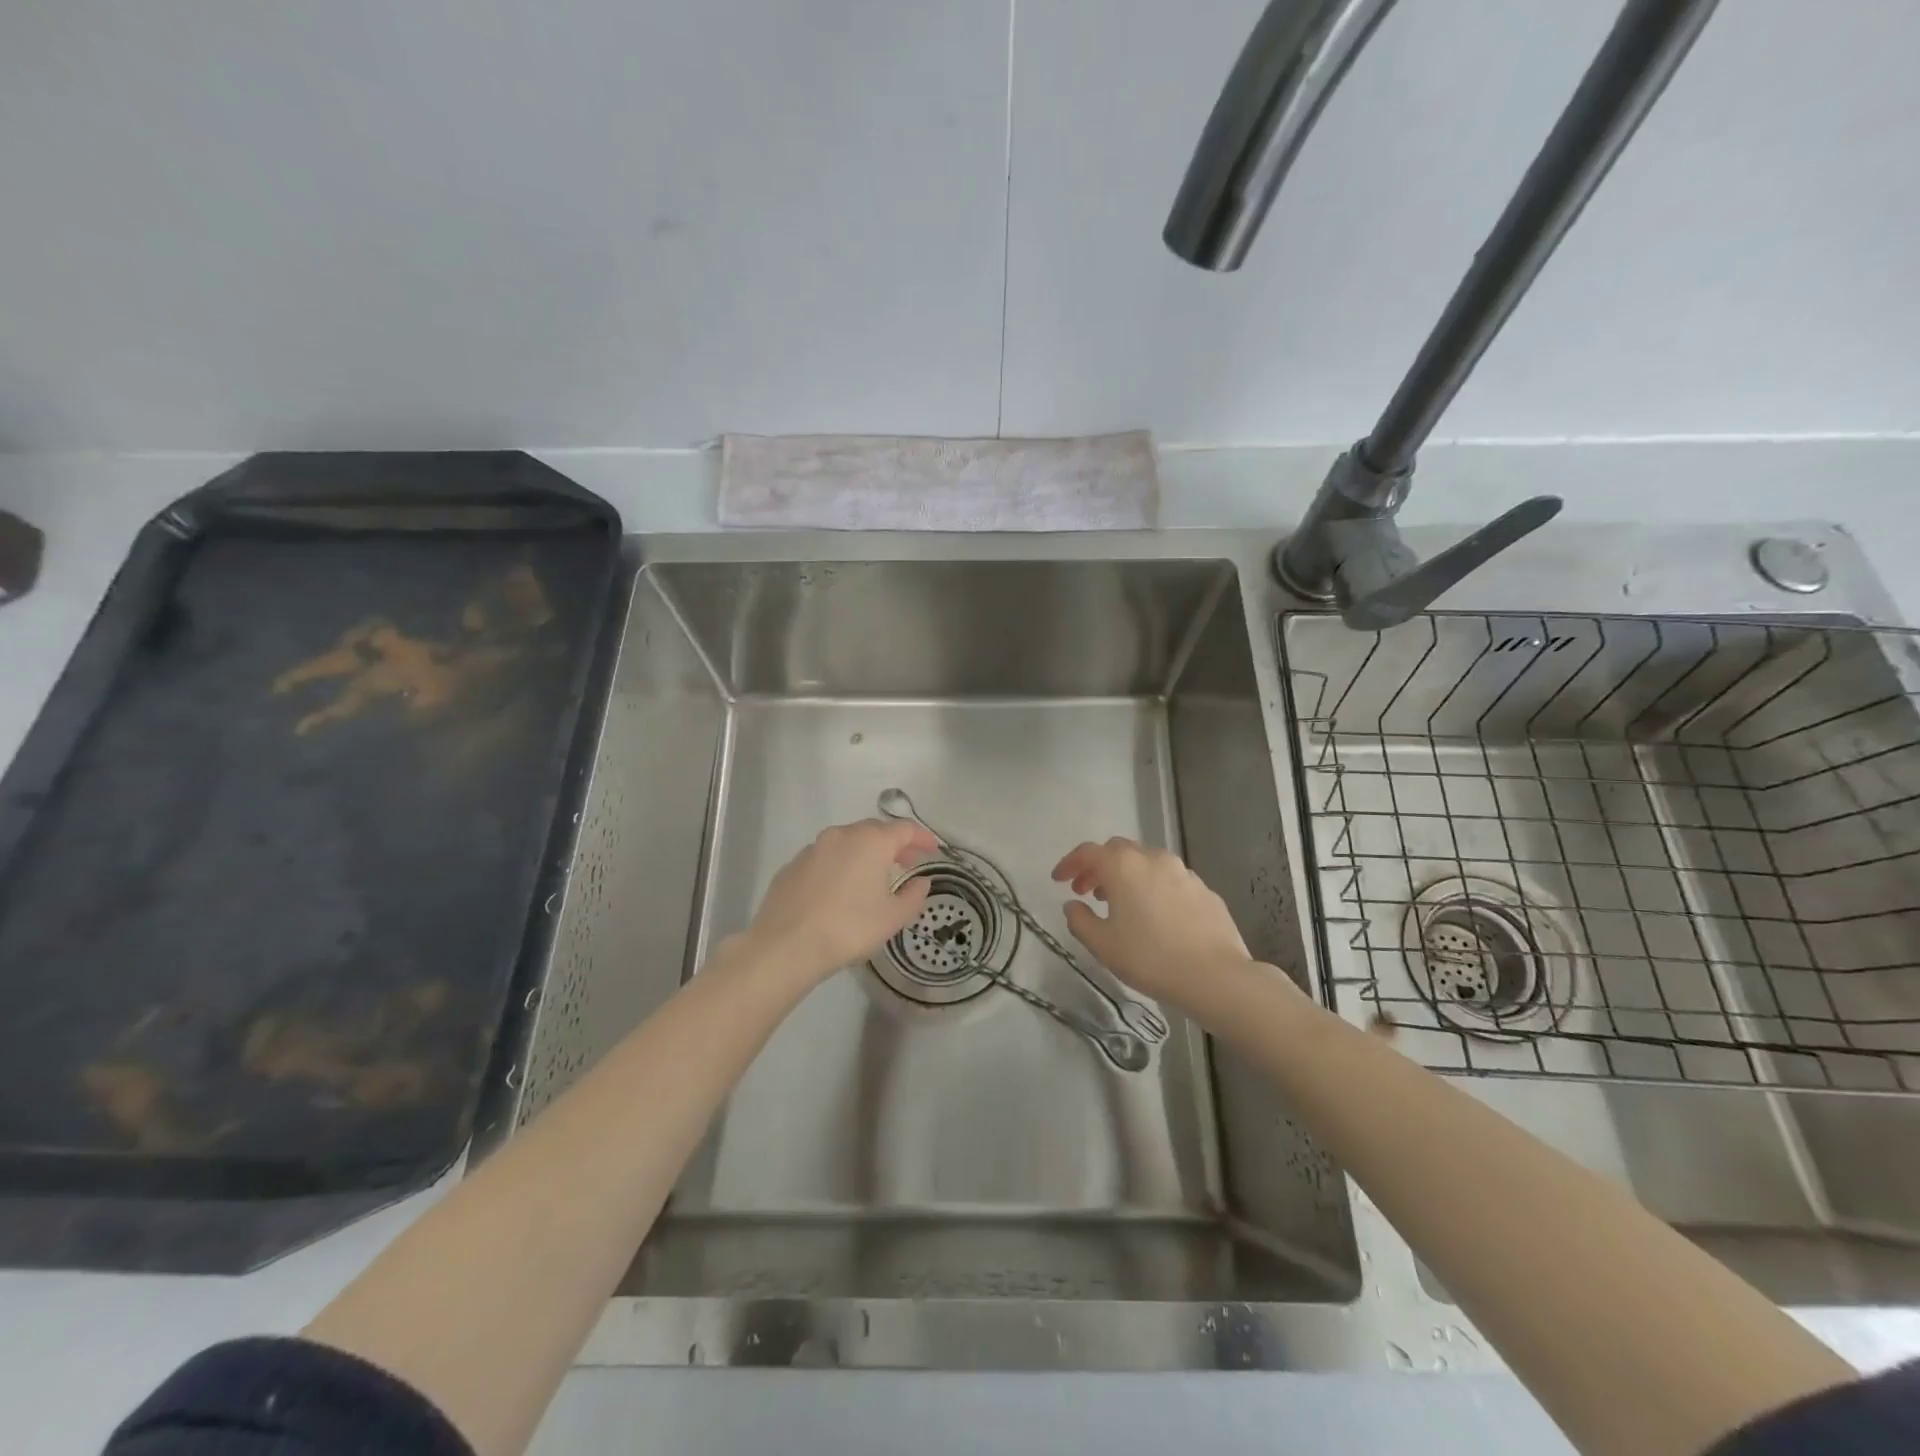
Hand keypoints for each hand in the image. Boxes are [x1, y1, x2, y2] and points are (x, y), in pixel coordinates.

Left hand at [745, 818, 938, 983]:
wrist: (786, 945)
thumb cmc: (849, 928)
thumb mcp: (893, 917)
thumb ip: (914, 896)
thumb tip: (922, 882)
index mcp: (871, 841)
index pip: (904, 829)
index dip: (922, 838)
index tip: (932, 850)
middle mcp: (842, 835)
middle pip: (874, 830)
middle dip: (893, 844)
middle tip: (905, 863)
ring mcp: (813, 848)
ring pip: (846, 842)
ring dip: (864, 853)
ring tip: (872, 877)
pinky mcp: (792, 865)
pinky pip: (824, 858)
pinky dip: (839, 866)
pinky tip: (839, 890)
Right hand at [1051, 837, 1253, 1013]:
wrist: (1216, 975)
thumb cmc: (1150, 958)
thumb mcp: (1102, 945)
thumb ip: (1079, 921)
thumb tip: (1073, 905)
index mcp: (1123, 866)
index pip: (1087, 852)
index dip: (1069, 863)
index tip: (1058, 880)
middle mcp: (1152, 858)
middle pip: (1117, 851)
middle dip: (1098, 867)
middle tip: (1086, 891)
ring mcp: (1182, 871)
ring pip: (1145, 862)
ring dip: (1127, 876)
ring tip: (1120, 903)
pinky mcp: (1204, 888)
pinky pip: (1169, 879)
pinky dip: (1153, 887)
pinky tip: (1154, 914)